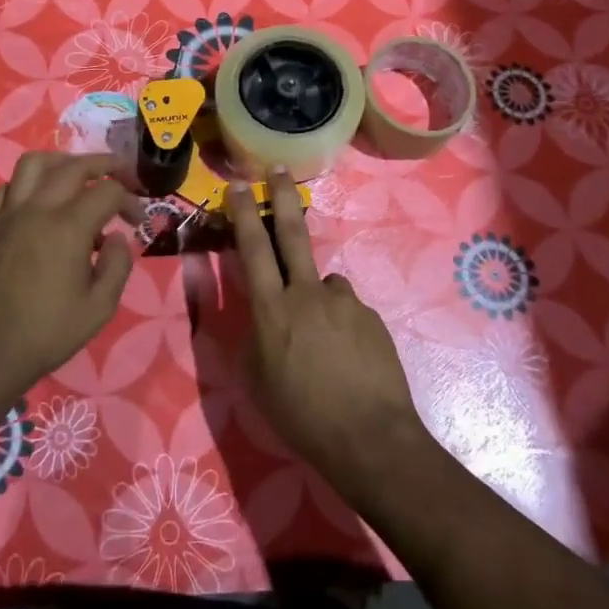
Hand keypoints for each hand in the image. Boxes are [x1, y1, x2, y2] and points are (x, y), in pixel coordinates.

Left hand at [0, 152, 136, 455]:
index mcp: (68, 227)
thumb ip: (118, 265)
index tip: (137, 220)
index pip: (108, 191)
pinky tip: (40, 202)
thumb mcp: (100, 307)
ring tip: (78, 176)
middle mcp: (38, 208)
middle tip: (121, 176)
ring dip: (63, 162)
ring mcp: (8, 213)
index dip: (130, 199)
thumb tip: (118, 238)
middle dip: (104, 165)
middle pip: (74, 166)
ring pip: (35, 163)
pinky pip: (9, 186)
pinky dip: (31, 183)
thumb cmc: (47, 333)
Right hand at [227, 169, 430, 499]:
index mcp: (272, 310)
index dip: (243, 214)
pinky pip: (346, 310)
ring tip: (323, 345)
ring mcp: (343, 301)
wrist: (369, 438)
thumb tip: (263, 313)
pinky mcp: (370, 316)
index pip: (252, 249)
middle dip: (282, 198)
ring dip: (316, 300)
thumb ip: (254, 336)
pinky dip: (340, 324)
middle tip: (278, 170)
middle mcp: (307, 293)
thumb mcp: (256, 380)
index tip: (239, 186)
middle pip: (291, 234)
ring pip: (323, 285)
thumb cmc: (300, 415)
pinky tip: (346, 358)